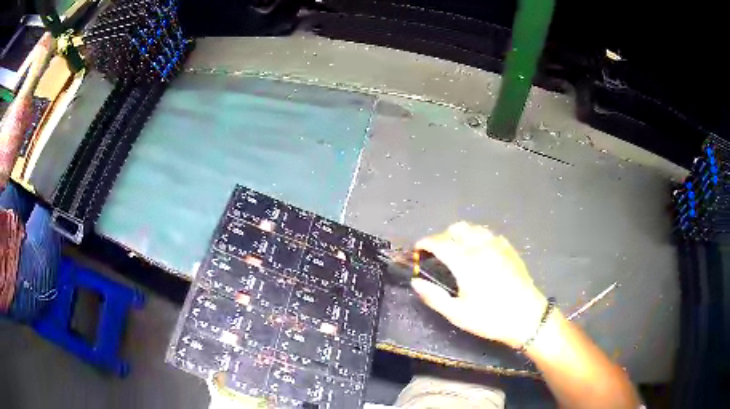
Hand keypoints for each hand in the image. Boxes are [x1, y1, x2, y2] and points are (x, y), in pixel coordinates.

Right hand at [411, 221, 548, 348]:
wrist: (527, 317)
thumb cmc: (490, 318)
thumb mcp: (458, 314)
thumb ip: (434, 297)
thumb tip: (416, 283)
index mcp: (466, 261)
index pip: (439, 242)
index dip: (425, 243)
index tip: (417, 250)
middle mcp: (481, 246)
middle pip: (457, 228)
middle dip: (443, 237)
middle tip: (438, 254)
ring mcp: (497, 245)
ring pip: (474, 228)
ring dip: (460, 235)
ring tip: (457, 252)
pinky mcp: (509, 249)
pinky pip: (488, 234)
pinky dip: (477, 238)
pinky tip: (479, 254)